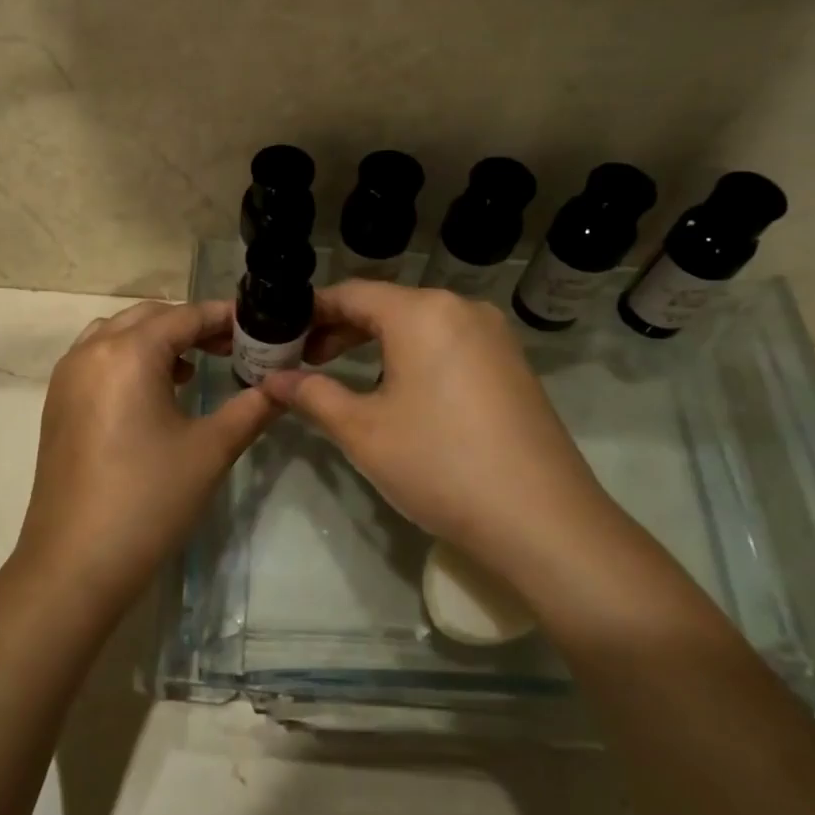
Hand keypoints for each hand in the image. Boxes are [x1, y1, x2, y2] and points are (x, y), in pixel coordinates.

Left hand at [17, 300, 278, 612]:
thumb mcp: (210, 450)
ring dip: (155, 340)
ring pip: (117, 334)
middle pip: (148, 317)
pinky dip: (128, 359)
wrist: (75, 562)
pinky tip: (154, 394)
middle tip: (231, 348)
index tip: (258, 326)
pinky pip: (97, 359)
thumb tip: (284, 387)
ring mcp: (67, 377)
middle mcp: (91, 351)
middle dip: (190, 325)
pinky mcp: (57, 403)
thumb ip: (251, 408)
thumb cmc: (149, 499)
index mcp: (128, 352)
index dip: (223, 317)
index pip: (184, 317)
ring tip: (192, 367)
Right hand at [266, 282, 613, 572]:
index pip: (351, 294)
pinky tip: (397, 391)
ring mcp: (494, 337)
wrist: (542, 520)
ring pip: (418, 325)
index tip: (278, 335)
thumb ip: (312, 395)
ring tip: (343, 376)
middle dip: (340, 329)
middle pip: (386, 305)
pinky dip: (412, 356)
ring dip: (375, 344)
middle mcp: (462, 309)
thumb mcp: (362, 430)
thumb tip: (272, 380)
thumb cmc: (439, 464)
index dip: (310, 312)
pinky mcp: (511, 365)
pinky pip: (448, 344)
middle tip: (303, 360)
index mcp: (422, 312)